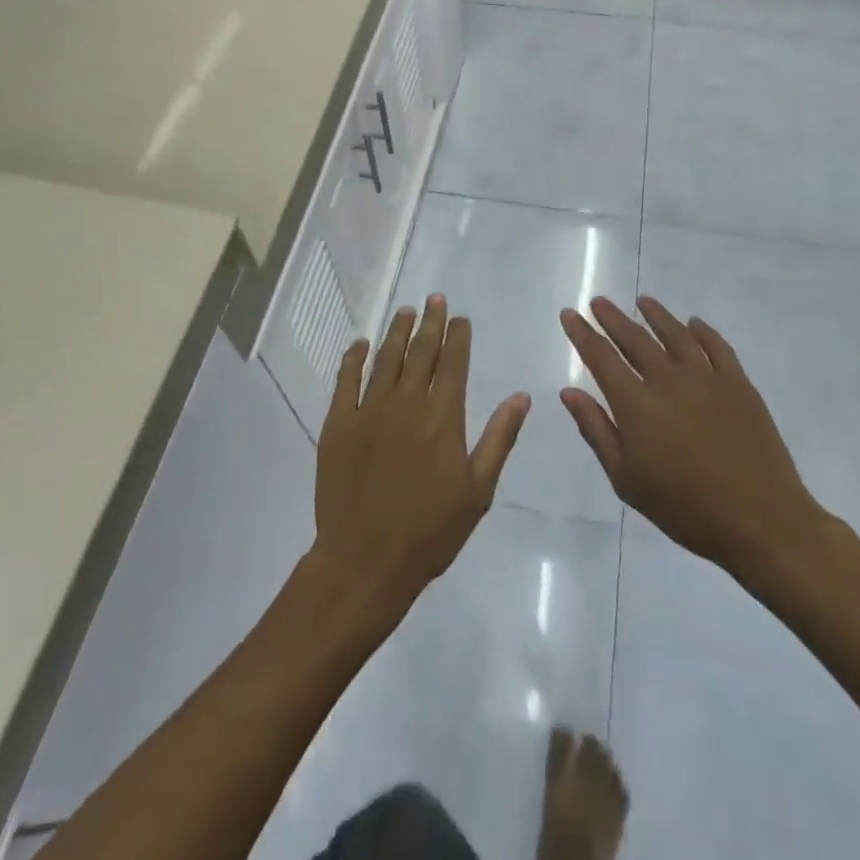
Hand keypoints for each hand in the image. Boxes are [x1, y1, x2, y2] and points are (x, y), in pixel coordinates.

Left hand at [312, 296, 530, 616]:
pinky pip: (345, 380)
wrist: (366, 560)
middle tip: (434, 298)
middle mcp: (406, 403)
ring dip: (397, 332)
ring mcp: (368, 411)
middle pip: (420, 352)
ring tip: (405, 311)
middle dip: (430, 322)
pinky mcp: (338, 424)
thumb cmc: (430, 531)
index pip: (453, 363)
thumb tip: (521, 397)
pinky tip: (361, 344)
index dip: (457, 336)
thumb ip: (498, 438)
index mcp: (443, 418)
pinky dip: (354, 358)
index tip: (459, 317)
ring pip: (385, 359)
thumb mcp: (478, 490)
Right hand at [560, 295, 839, 597]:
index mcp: (636, 404)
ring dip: (656, 315)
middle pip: (635, 338)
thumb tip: (569, 392)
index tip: (569, 313)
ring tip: (643, 301)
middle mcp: (668, 380)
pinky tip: (693, 323)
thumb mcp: (626, 479)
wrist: (760, 520)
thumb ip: (596, 430)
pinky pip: (716, 346)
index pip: (600, 356)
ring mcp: (707, 378)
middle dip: (612, 318)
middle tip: (598, 301)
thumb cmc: (684, 507)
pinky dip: (702, 331)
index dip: (582, 333)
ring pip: (675, 334)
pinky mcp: (738, 384)